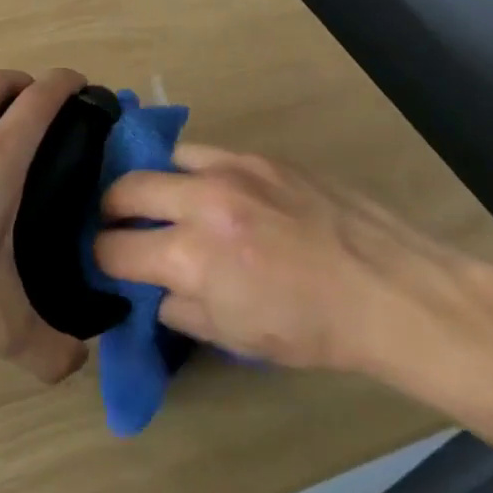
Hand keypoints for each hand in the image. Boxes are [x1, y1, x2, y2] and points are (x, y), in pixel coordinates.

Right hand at [94, 145, 468, 374]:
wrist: (389, 290)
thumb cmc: (313, 329)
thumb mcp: (236, 338)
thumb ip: (180, 310)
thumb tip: (154, 289)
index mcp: (191, 257)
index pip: (113, 249)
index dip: (102, 261)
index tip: (107, 265)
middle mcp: (199, 202)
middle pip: (122, 190)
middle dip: (109, 212)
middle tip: (119, 227)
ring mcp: (230, 170)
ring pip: (160, 160)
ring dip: (151, 184)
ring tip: (162, 202)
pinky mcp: (258, 155)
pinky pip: (203, 154)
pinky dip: (191, 172)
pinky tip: (208, 191)